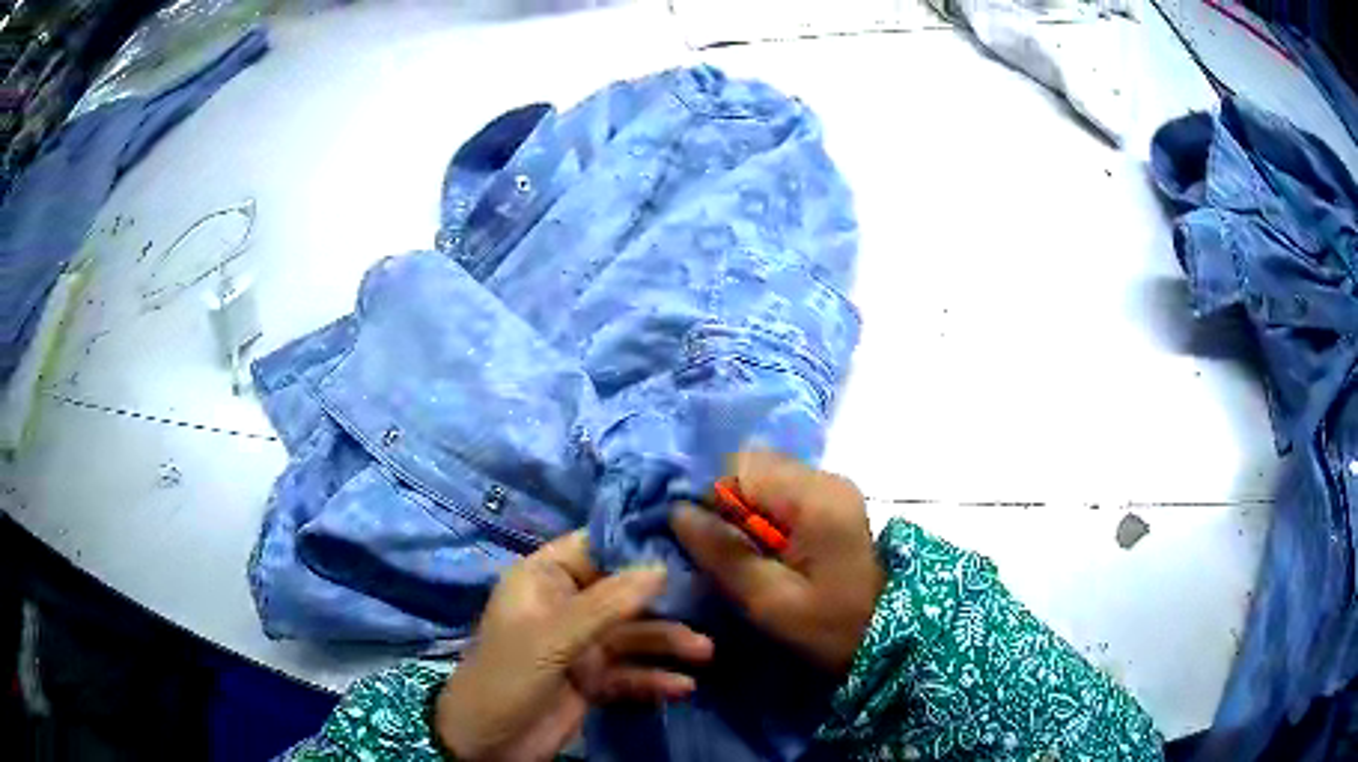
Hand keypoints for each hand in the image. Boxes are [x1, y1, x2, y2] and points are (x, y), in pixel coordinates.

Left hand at [435, 531, 713, 761]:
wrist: (488, 744)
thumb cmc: (507, 678)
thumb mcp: (552, 638)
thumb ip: (607, 605)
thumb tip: (661, 566)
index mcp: (544, 579)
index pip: (595, 546)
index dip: (636, 542)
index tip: (687, 538)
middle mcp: (567, 606)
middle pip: (624, 593)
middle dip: (664, 601)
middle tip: (712, 599)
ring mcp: (582, 645)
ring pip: (634, 634)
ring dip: (668, 642)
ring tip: (704, 652)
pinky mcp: (594, 679)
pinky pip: (632, 672)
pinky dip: (655, 678)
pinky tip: (682, 687)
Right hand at [672, 450, 883, 675]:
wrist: (887, 638)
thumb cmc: (830, 626)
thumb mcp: (770, 600)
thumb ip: (724, 553)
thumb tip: (678, 512)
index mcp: (815, 497)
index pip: (742, 467)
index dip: (715, 501)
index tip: (714, 546)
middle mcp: (825, 478)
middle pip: (753, 467)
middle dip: (730, 507)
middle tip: (731, 555)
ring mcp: (833, 489)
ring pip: (765, 480)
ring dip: (747, 513)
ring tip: (751, 557)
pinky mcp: (833, 503)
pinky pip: (782, 494)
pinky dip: (765, 517)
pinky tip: (770, 552)